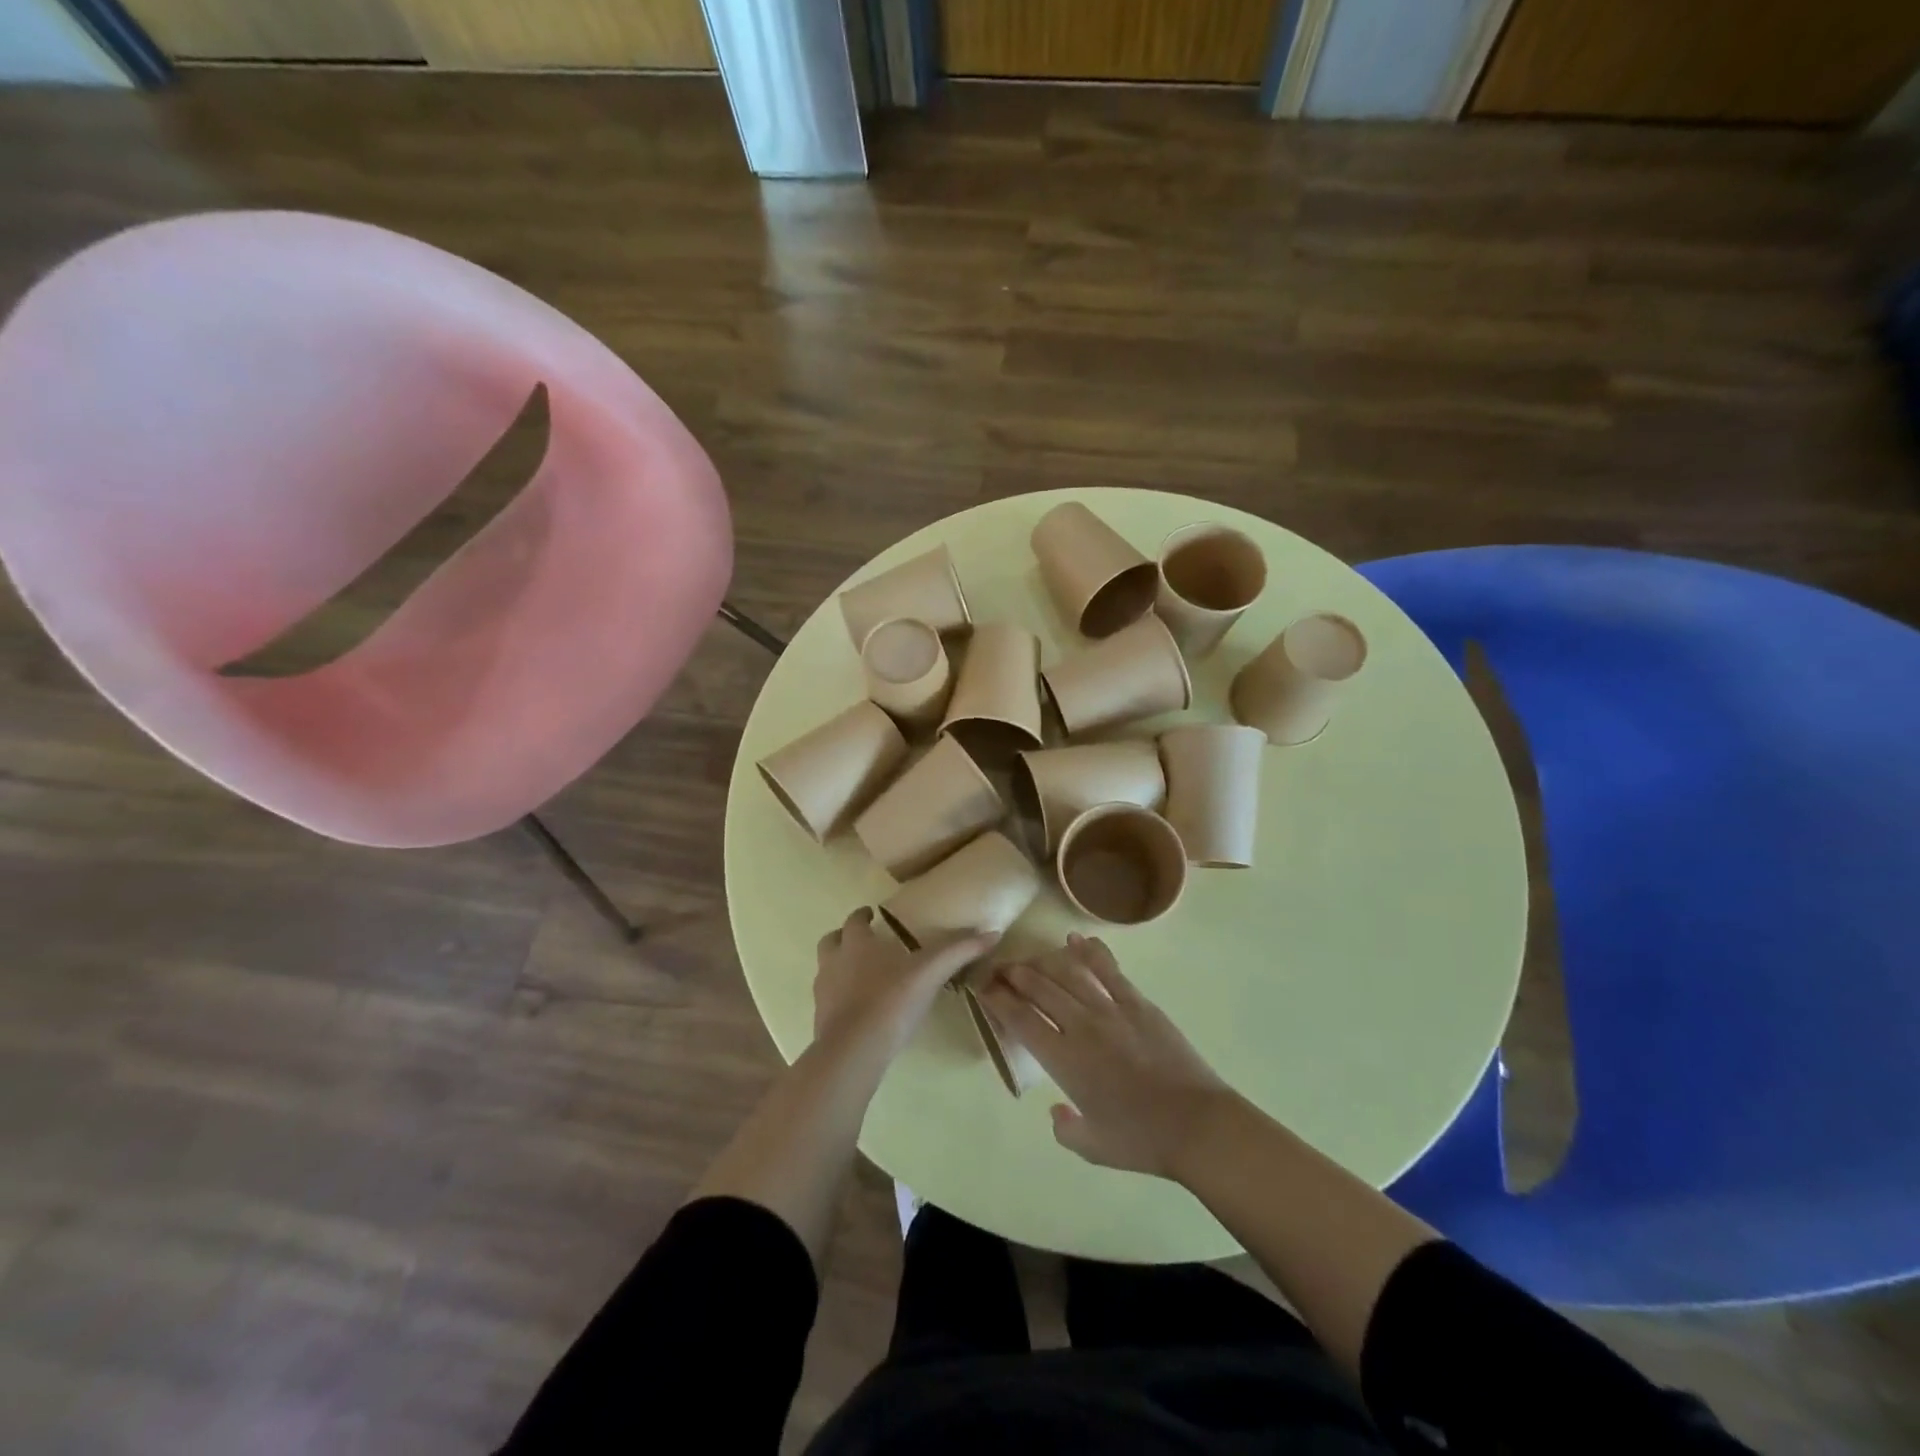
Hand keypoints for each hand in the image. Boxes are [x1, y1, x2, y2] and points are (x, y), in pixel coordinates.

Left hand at [814, 908, 995, 1059]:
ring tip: (861, 976)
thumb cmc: (891, 1000)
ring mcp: (823, 993)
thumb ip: (959, 951)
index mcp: (856, 944)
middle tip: (864, 942)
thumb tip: (993, 932)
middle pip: (831, 942)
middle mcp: (834, 962)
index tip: (872, 915)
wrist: (854, 1050)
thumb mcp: (930, 972)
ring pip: (826, 971)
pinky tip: (859, 1010)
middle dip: (844, 939)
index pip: (854, 921)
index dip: (862, 916)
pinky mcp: (821, 1021)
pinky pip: (828, 1001)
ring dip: (839, 968)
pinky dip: (840, 999)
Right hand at [981, 934, 1229, 1178]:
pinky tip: (1076, 940)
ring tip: (1030, 958)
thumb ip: (1065, 1128)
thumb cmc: (1141, 1140)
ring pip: (1069, 974)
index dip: (998, 1000)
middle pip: (1040, 988)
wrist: (1196, 1124)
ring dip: (1044, 962)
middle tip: (1000, 969)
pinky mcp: (1138, 1003)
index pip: (1020, 1019)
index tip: (983, 988)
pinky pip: (1108, 970)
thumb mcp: (1092, 1147)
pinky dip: (1090, 952)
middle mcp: (1081, 1026)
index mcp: (1064, 1059)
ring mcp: (1111, 1009)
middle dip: (1014, 975)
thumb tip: (1056, 1110)